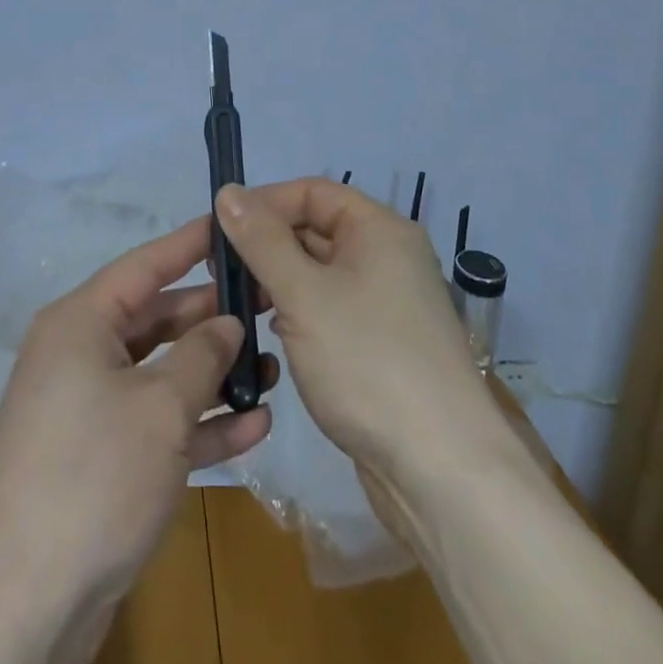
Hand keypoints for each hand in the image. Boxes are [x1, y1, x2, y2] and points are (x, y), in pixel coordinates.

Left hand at [0, 215, 275, 632]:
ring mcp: (87, 410)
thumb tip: (226, 322)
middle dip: (212, 320)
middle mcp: (80, 355)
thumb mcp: (160, 408)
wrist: (21, 604)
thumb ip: (201, 356)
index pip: (145, 265)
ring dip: (213, 377)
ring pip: (160, 375)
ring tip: (273, 370)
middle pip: (156, 320)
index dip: (189, 244)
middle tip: (269, 308)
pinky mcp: (98, 460)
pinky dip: (196, 424)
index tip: (230, 224)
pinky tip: (252, 427)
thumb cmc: (94, 477)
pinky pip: (153, 424)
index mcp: (81, 323)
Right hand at [215, 179, 512, 522]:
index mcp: (379, 229)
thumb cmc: (369, 364)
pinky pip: (331, 309)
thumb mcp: (304, 295)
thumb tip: (228, 191)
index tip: (220, 228)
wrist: (443, 472)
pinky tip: (274, 336)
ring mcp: (388, 303)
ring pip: (320, 273)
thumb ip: (262, 240)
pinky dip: (299, 313)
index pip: (312, 191)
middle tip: (219, 273)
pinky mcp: (382, 345)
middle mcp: (388, 257)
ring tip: (239, 305)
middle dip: (266, 245)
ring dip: (278, 282)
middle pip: (315, 230)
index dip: (264, 203)